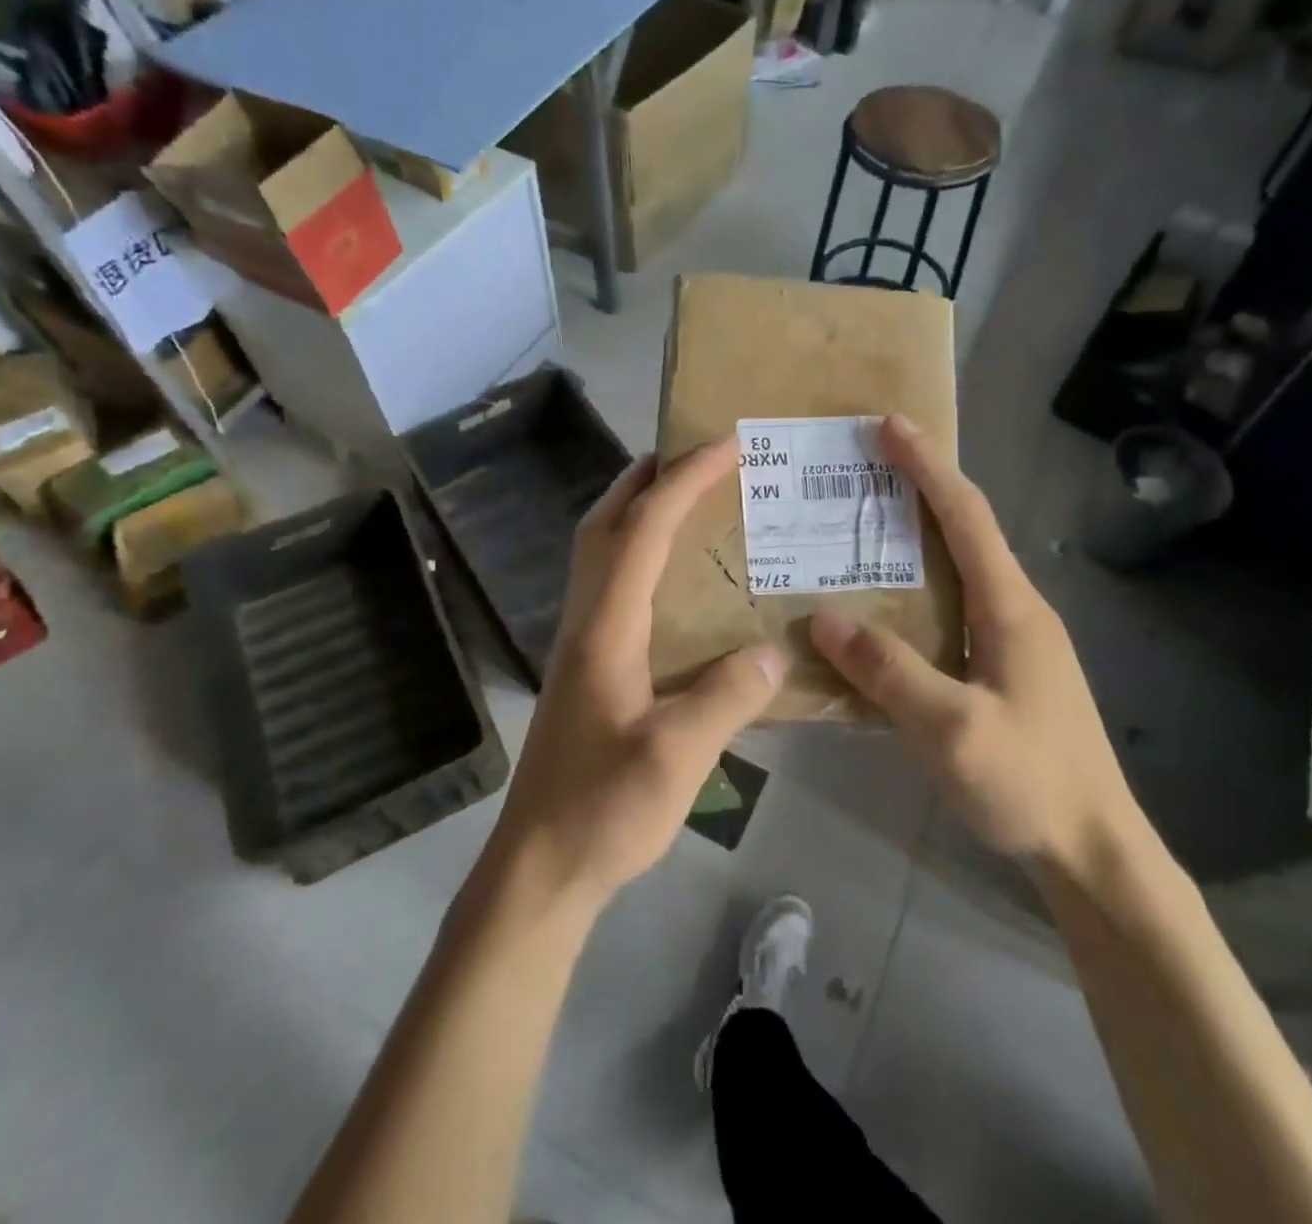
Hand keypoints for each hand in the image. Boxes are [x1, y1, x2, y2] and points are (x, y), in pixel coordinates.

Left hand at [483, 436, 785, 916]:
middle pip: (605, 524)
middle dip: (648, 477)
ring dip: (637, 510)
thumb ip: (726, 697)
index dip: (684, 480)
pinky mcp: (586, 666)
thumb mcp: (676, 757)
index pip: (643, 531)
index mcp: (606, 628)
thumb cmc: (602, 810)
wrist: (538, 866)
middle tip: (696, 455)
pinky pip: (611, 585)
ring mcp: (580, 643)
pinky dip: (638, 554)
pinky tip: (674, 579)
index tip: (727, 444)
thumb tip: (774, 650)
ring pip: (600, 551)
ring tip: (689, 498)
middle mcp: (586, 621)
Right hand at [810, 416, 1140, 876]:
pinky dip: (920, 582)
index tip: (889, 424)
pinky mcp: (1006, 666)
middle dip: (920, 487)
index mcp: (1011, 607)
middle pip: (966, 530)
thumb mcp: (950, 729)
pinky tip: (887, 601)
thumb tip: (824, 617)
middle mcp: (1017, 609)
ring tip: (864, 522)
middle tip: (864, 466)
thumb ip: (888, 670)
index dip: (927, 466)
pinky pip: (955, 604)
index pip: (966, 516)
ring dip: (918, 534)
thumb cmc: (1029, 783)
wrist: (1095, 849)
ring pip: (961, 567)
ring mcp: (1015, 639)